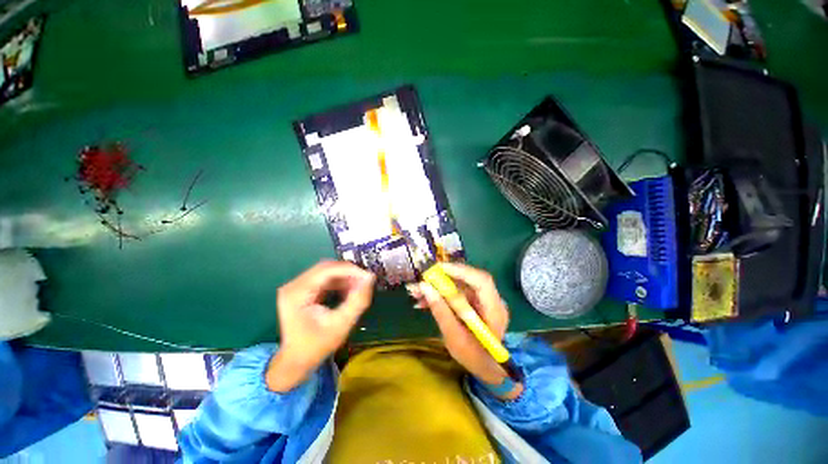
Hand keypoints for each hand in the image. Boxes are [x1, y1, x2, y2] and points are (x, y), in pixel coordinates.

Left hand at [267, 261, 375, 391]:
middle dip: (348, 272)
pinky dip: (339, 282)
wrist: (296, 360)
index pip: (327, 270)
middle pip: (326, 267)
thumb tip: (370, 278)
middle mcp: (294, 285)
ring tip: (359, 287)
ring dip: (345, 276)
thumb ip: (357, 301)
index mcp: (297, 293)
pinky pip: (324, 278)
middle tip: (365, 281)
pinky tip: (349, 290)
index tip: (368, 277)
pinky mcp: (302, 289)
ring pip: (326, 271)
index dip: (350, 270)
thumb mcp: (341, 324)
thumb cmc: (317, 345)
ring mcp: (296, 286)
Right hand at [409, 263, 520, 398]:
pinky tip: (424, 301)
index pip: (482, 281)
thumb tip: (425, 287)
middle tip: (423, 279)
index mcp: (494, 311)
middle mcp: (492, 301)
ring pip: (459, 286)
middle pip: (468, 280)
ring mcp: (483, 301)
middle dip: (444, 278)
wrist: (489, 369)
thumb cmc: (475, 358)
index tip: (439, 268)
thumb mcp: (454, 338)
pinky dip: (440, 296)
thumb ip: (441, 312)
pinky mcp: (474, 304)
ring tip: (417, 293)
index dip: (461, 271)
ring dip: (438, 287)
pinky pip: (456, 294)